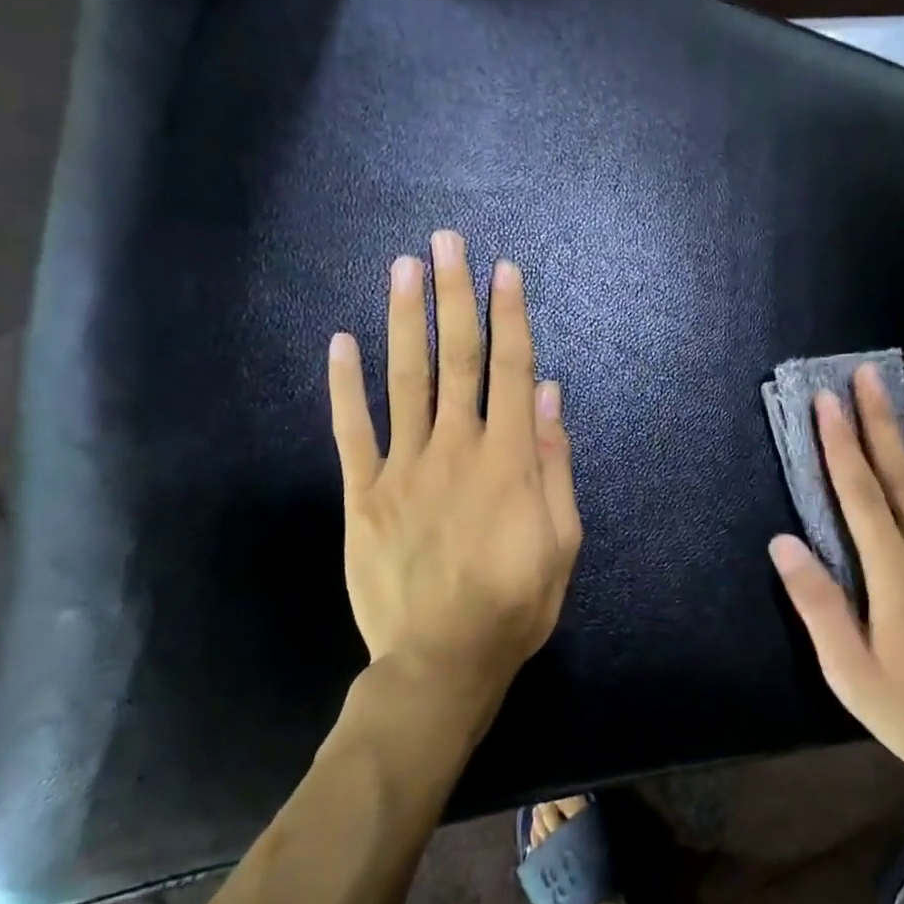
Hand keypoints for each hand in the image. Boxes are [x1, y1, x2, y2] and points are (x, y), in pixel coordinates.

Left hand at [328, 230, 581, 704]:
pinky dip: (344, 385)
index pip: (511, 370)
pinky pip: (352, 430)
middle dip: (454, 296)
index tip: (504, 270)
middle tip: (446, 242)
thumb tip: (550, 396)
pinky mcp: (363, 494)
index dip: (510, 316)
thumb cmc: (516, 602)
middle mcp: (455, 448)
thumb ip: (555, 464)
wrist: (441, 661)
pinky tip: (341, 342)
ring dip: (405, 320)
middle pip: (457, 359)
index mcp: (508, 458)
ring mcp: (403, 468)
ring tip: (403, 267)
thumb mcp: (562, 540)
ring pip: (405, 380)